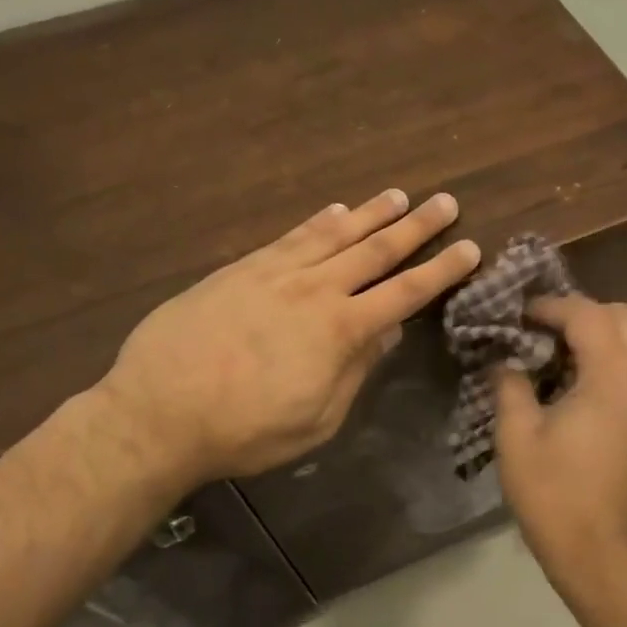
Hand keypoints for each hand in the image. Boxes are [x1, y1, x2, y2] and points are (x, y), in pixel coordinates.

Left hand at [94, 189, 479, 486]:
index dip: (441, 270)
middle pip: (377, 251)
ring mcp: (275, 274)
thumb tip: (387, 332)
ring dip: (371, 214)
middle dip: (417, 227)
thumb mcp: (316, 420)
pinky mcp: (241, 270)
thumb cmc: (244, 430)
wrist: (156, 413)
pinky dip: (318, 221)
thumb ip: (355, 371)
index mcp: (340, 331)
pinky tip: (335, 211)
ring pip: (335, 234)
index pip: (405, 293)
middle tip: (446, 202)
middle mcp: (315, 290)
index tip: (470, 248)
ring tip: (399, 196)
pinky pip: (290, 237)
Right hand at [493, 294, 626, 578]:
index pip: (588, 316)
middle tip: (539, 328)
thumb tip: (506, 360)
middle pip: (621, 316)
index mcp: (613, 379)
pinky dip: (608, 357)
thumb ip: (510, 384)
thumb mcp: (517, 435)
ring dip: (596, 334)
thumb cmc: (553, 494)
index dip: (551, 306)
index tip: (518, 315)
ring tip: (554, 352)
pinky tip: (575, 381)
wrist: (600, 551)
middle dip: (579, 312)